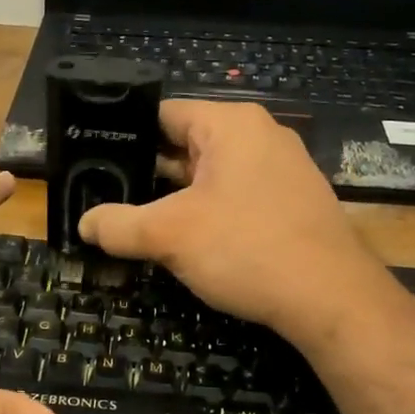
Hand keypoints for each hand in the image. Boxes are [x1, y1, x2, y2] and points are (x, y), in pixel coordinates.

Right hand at [78, 101, 400, 345]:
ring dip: (176, 196)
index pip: (163, 114)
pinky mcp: (291, 201)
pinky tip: (186, 239)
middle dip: (148, 171)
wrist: (331, 299)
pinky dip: (208, 211)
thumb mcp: (170, 235)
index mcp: (231, 124)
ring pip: (211, 173)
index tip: (94, 161)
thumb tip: (83, 225)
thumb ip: (119, 226)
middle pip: (186, 143)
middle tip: (106, 195)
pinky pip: (236, 195)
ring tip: (136, 219)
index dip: (124, 136)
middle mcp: (260, 135)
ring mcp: (281, 169)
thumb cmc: (247, 248)